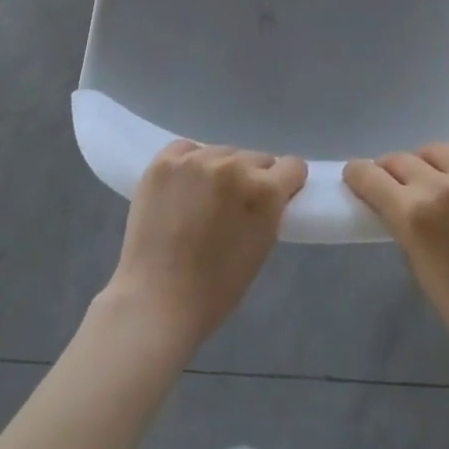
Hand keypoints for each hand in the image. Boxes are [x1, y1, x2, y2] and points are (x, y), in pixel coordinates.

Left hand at [103, 140, 307, 352]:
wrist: (157, 300)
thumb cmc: (217, 287)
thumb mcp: (262, 244)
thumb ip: (270, 208)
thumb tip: (269, 190)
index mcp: (264, 190)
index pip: (292, 166)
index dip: (286, 183)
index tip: (276, 197)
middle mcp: (234, 166)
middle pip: (256, 157)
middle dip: (251, 178)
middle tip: (234, 206)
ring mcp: (196, 160)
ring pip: (222, 152)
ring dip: (219, 171)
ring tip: (202, 199)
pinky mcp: (165, 161)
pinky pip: (187, 149)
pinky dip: (188, 164)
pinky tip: (181, 188)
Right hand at [345, 143, 448, 369]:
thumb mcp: (416, 265)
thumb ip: (402, 224)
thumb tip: (393, 200)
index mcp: (413, 213)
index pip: (370, 175)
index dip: (358, 174)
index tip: (357, 177)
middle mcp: (442, 185)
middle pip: (401, 159)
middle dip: (391, 171)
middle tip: (396, 184)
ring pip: (437, 149)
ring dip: (428, 163)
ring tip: (436, 178)